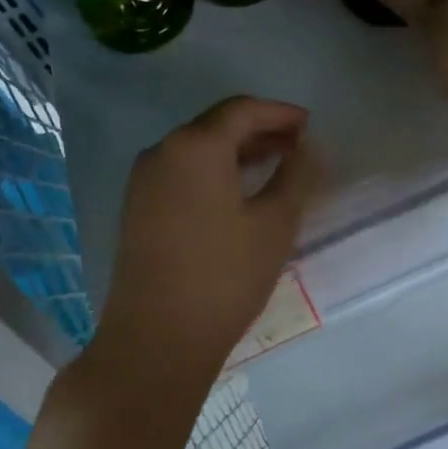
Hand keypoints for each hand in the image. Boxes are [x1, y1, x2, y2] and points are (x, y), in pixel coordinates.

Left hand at [93, 97, 317, 398]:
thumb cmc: (225, 276)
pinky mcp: (137, 207)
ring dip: (237, 151)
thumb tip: (309, 147)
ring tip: (275, 165)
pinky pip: (181, 172)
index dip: (280, 113)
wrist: (157, 339)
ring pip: (197, 149)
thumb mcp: (275, 223)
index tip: (309, 126)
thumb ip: (297, 175)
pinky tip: (237, 192)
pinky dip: (213, 171)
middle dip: (260, 130)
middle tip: (297, 145)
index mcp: (195, 146)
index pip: (242, 110)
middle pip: (216, 124)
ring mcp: (144, 180)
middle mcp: (163, 151)